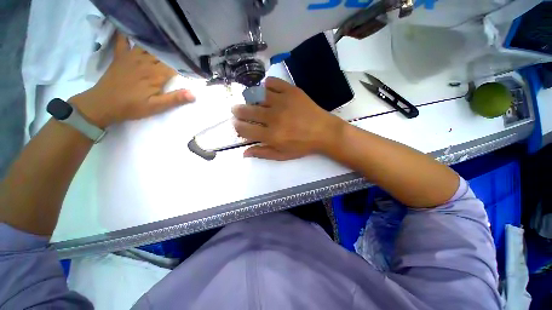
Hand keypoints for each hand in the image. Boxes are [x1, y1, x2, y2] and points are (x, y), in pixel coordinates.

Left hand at [69, 33, 195, 127]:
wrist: (103, 104)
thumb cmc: (133, 106)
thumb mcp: (157, 107)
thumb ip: (175, 99)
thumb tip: (193, 94)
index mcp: (156, 75)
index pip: (174, 65)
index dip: (185, 64)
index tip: (193, 64)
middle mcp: (145, 62)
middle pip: (163, 53)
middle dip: (174, 52)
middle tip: (183, 50)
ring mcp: (131, 57)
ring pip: (148, 44)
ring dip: (157, 42)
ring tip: (167, 39)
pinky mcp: (121, 56)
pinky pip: (123, 40)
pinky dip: (127, 33)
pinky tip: (132, 28)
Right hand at [231, 77, 344, 159]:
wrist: (324, 132)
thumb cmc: (303, 146)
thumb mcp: (282, 155)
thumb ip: (263, 153)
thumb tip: (244, 153)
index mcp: (271, 135)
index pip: (245, 129)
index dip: (237, 126)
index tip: (236, 124)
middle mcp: (273, 117)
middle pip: (247, 111)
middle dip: (238, 111)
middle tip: (236, 110)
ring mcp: (282, 101)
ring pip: (257, 95)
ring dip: (249, 98)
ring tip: (249, 100)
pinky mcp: (291, 91)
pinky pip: (272, 82)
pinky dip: (266, 85)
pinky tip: (266, 90)